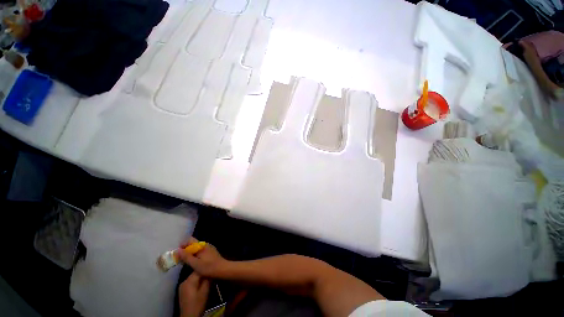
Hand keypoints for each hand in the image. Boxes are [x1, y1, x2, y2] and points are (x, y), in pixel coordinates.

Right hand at [178, 237, 228, 278]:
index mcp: (201, 245)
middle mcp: (205, 244)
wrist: (222, 269)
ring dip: (190, 253)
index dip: (183, 245)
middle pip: (193, 244)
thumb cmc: (208, 267)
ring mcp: (209, 247)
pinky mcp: (211, 252)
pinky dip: (196, 254)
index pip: (190, 240)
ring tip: (185, 261)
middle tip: (180, 259)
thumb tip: (178, 250)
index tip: (178, 253)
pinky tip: (194, 262)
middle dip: (185, 250)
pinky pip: (201, 251)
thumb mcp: (195, 264)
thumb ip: (186, 256)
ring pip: (197, 248)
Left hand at [179, 272, 209, 316]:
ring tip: (208, 280)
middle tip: (211, 275)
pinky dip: (196, 282)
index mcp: (189, 280)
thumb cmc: (198, 304)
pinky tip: (201, 285)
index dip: (206, 268)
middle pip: (196, 273)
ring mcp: (182, 286)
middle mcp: (184, 281)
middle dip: (203, 273)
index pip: (199, 269)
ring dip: (200, 278)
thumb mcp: (205, 291)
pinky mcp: (183, 291)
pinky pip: (191, 282)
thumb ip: (208, 280)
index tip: (213, 269)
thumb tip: (211, 270)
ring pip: (193, 278)